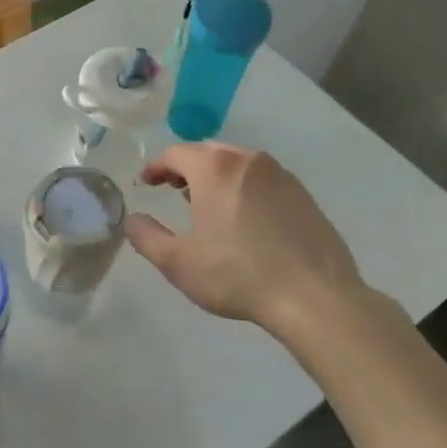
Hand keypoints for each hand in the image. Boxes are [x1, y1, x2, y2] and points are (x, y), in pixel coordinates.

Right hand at [124, 142, 368, 331]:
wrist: (313, 295)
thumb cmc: (236, 274)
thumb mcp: (177, 262)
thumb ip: (146, 236)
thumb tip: (133, 220)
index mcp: (215, 169)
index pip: (176, 153)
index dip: (156, 166)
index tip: (146, 183)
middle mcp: (249, 161)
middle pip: (209, 152)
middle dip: (186, 167)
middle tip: (172, 189)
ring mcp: (281, 176)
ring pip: (238, 164)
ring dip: (216, 176)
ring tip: (206, 203)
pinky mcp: (303, 195)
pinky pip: (263, 180)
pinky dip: (243, 188)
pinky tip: (243, 218)